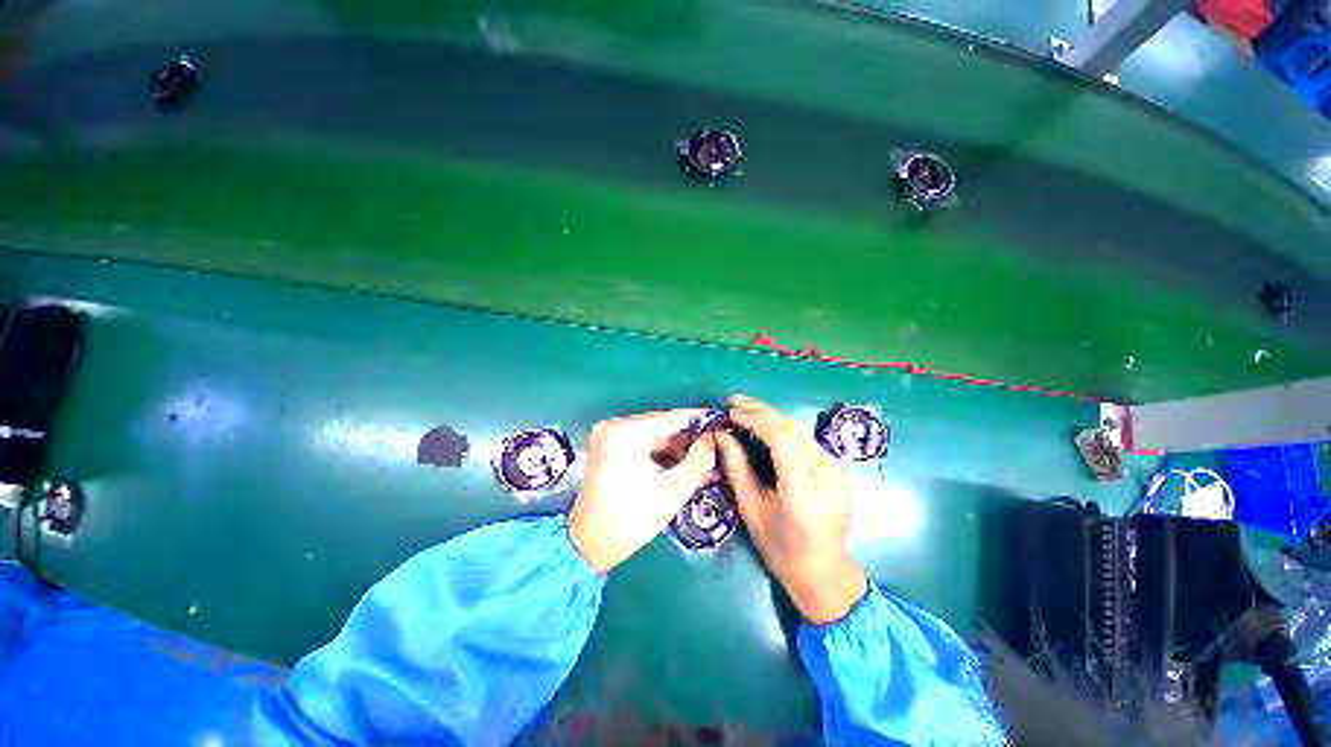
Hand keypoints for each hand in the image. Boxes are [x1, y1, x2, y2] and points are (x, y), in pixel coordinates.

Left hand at [568, 410, 716, 573]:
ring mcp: (608, 433)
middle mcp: (614, 425)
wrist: (588, 545)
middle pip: (663, 424)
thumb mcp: (673, 491)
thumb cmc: (631, 521)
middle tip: (716, 445)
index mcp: (626, 433)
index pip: (672, 417)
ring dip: (677, 446)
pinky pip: (642, 441)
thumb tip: (713, 436)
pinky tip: (682, 463)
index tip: (722, 420)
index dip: (700, 419)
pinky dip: (661, 452)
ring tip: (704, 458)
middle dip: (690, 437)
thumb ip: (699, 459)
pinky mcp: (608, 443)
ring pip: (654, 433)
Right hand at [716, 394, 867, 623]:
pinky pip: (808, 441)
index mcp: (805, 492)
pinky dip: (784, 429)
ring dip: (772, 416)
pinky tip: (766, 424)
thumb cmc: (779, 548)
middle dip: (762, 411)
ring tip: (746, 407)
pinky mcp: (841, 469)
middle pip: (793, 429)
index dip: (754, 420)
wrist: (823, 572)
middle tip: (735, 401)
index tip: (730, 412)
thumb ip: (736, 467)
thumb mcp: (750, 508)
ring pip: (801, 431)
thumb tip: (721, 434)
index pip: (781, 440)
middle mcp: (830, 476)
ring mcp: (840, 471)